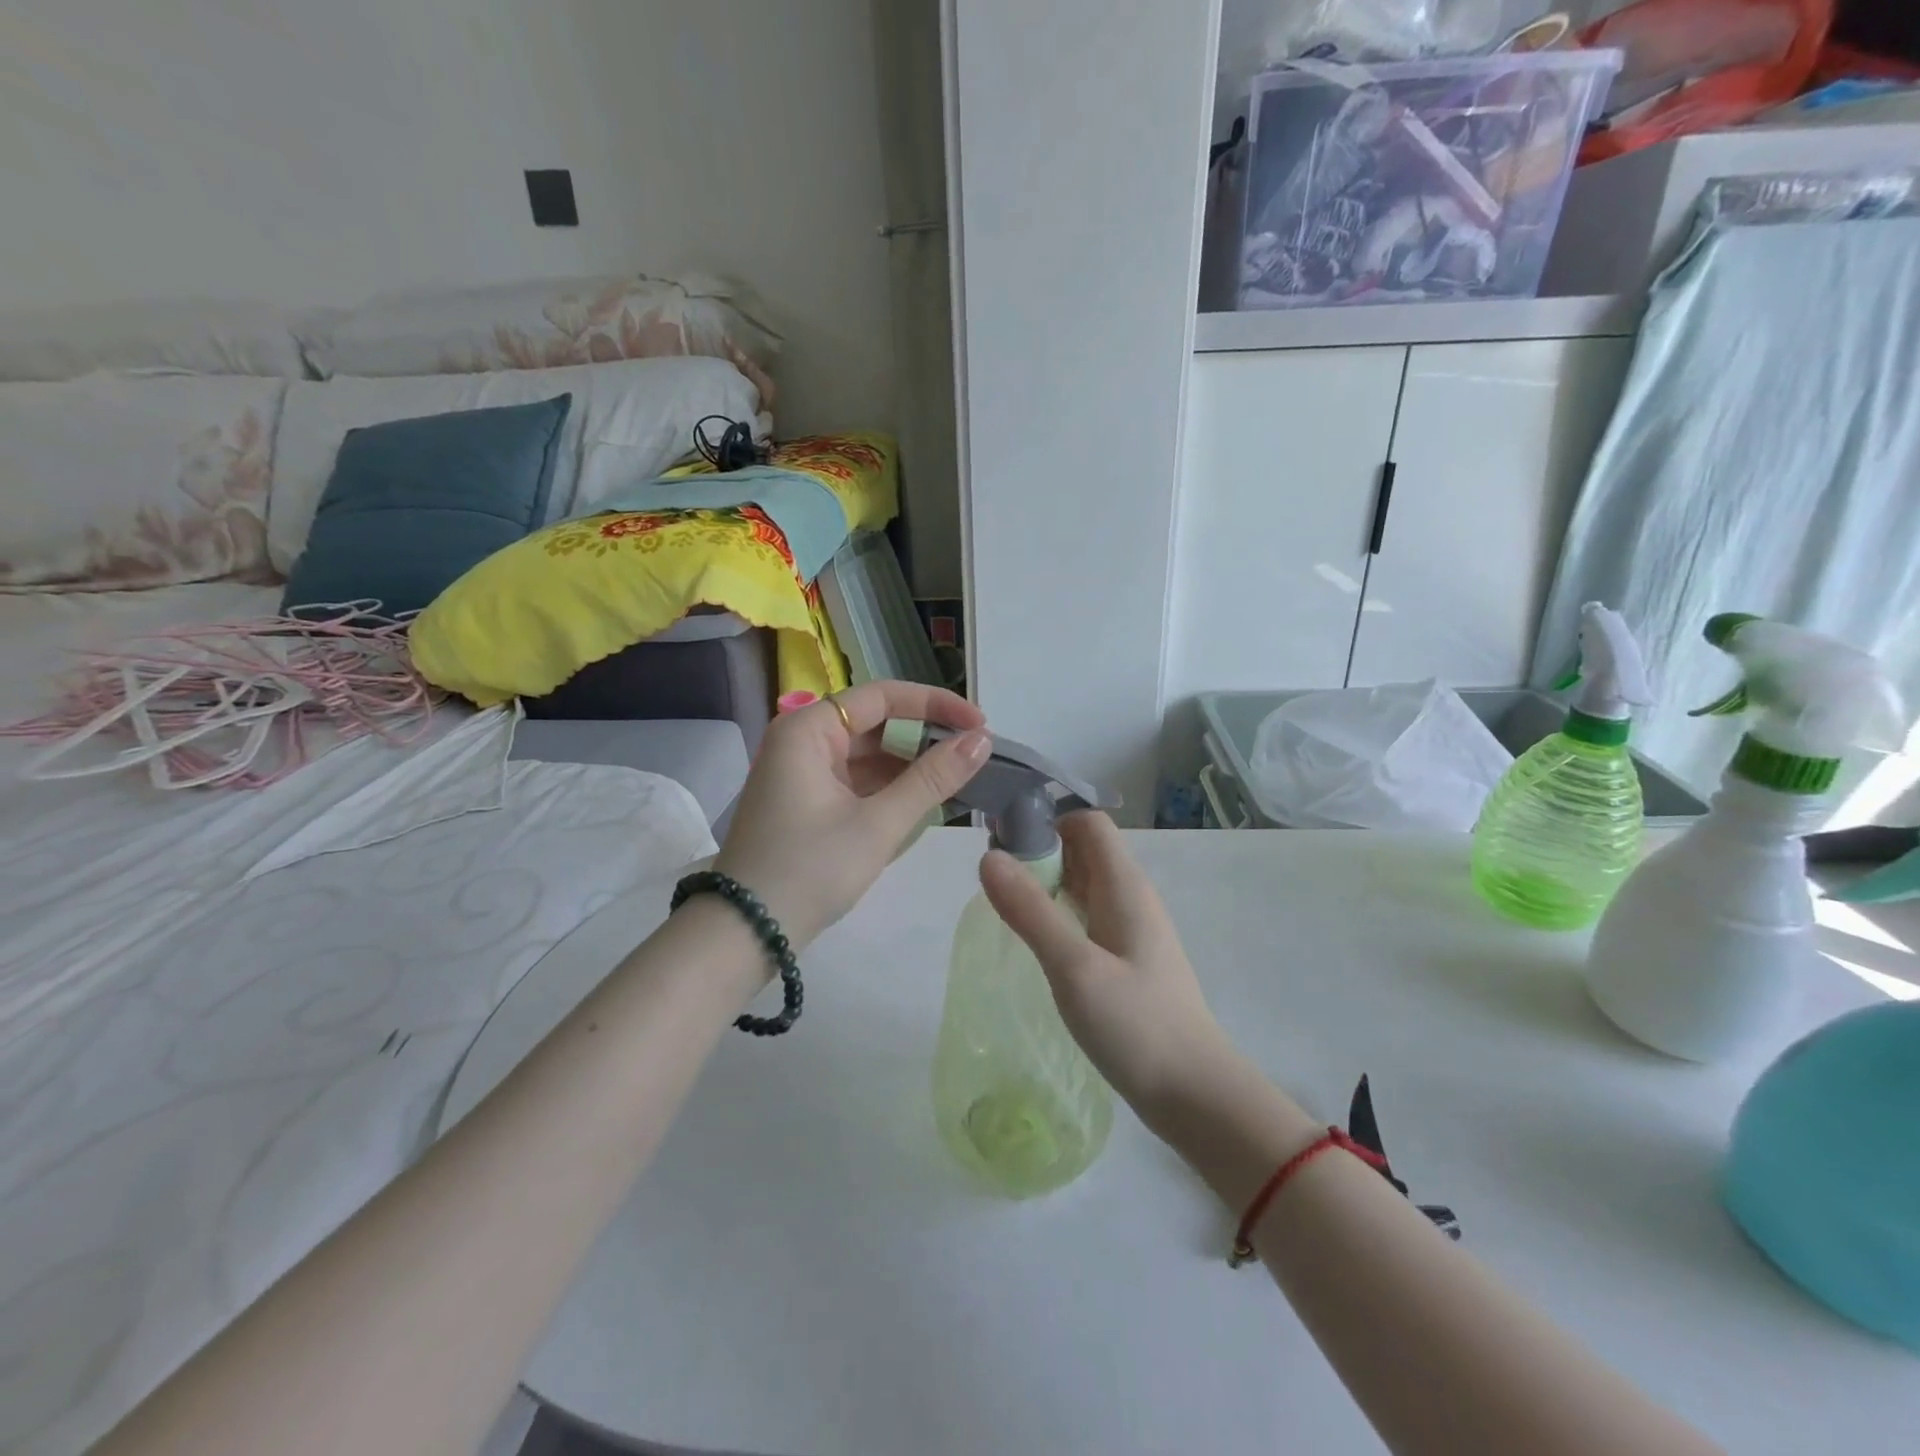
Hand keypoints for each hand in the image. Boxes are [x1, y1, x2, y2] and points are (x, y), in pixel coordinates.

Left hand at [713, 681, 990, 948]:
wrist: (745, 935)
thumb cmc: (810, 870)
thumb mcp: (878, 824)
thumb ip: (932, 779)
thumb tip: (982, 741)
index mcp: (808, 731)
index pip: (882, 697)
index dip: (935, 705)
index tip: (979, 723)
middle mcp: (802, 741)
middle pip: (875, 724)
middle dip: (925, 738)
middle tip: (974, 755)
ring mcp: (802, 773)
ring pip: (868, 755)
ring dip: (911, 766)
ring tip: (960, 779)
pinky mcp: (807, 802)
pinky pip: (857, 781)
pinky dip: (890, 788)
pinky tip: (926, 801)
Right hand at [979, 812, 1235, 1127]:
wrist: (1194, 1094)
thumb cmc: (1136, 1025)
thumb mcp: (1074, 967)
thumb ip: (1031, 911)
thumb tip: (989, 856)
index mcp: (1124, 885)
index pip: (1087, 822)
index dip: (1046, 821)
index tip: (1003, 845)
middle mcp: (1130, 897)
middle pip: (1082, 850)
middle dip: (1038, 852)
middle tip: (993, 881)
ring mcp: (1131, 930)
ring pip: (1083, 885)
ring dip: (1046, 884)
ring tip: (1004, 908)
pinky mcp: (1127, 960)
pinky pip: (1087, 917)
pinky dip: (1058, 915)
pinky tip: (1036, 942)